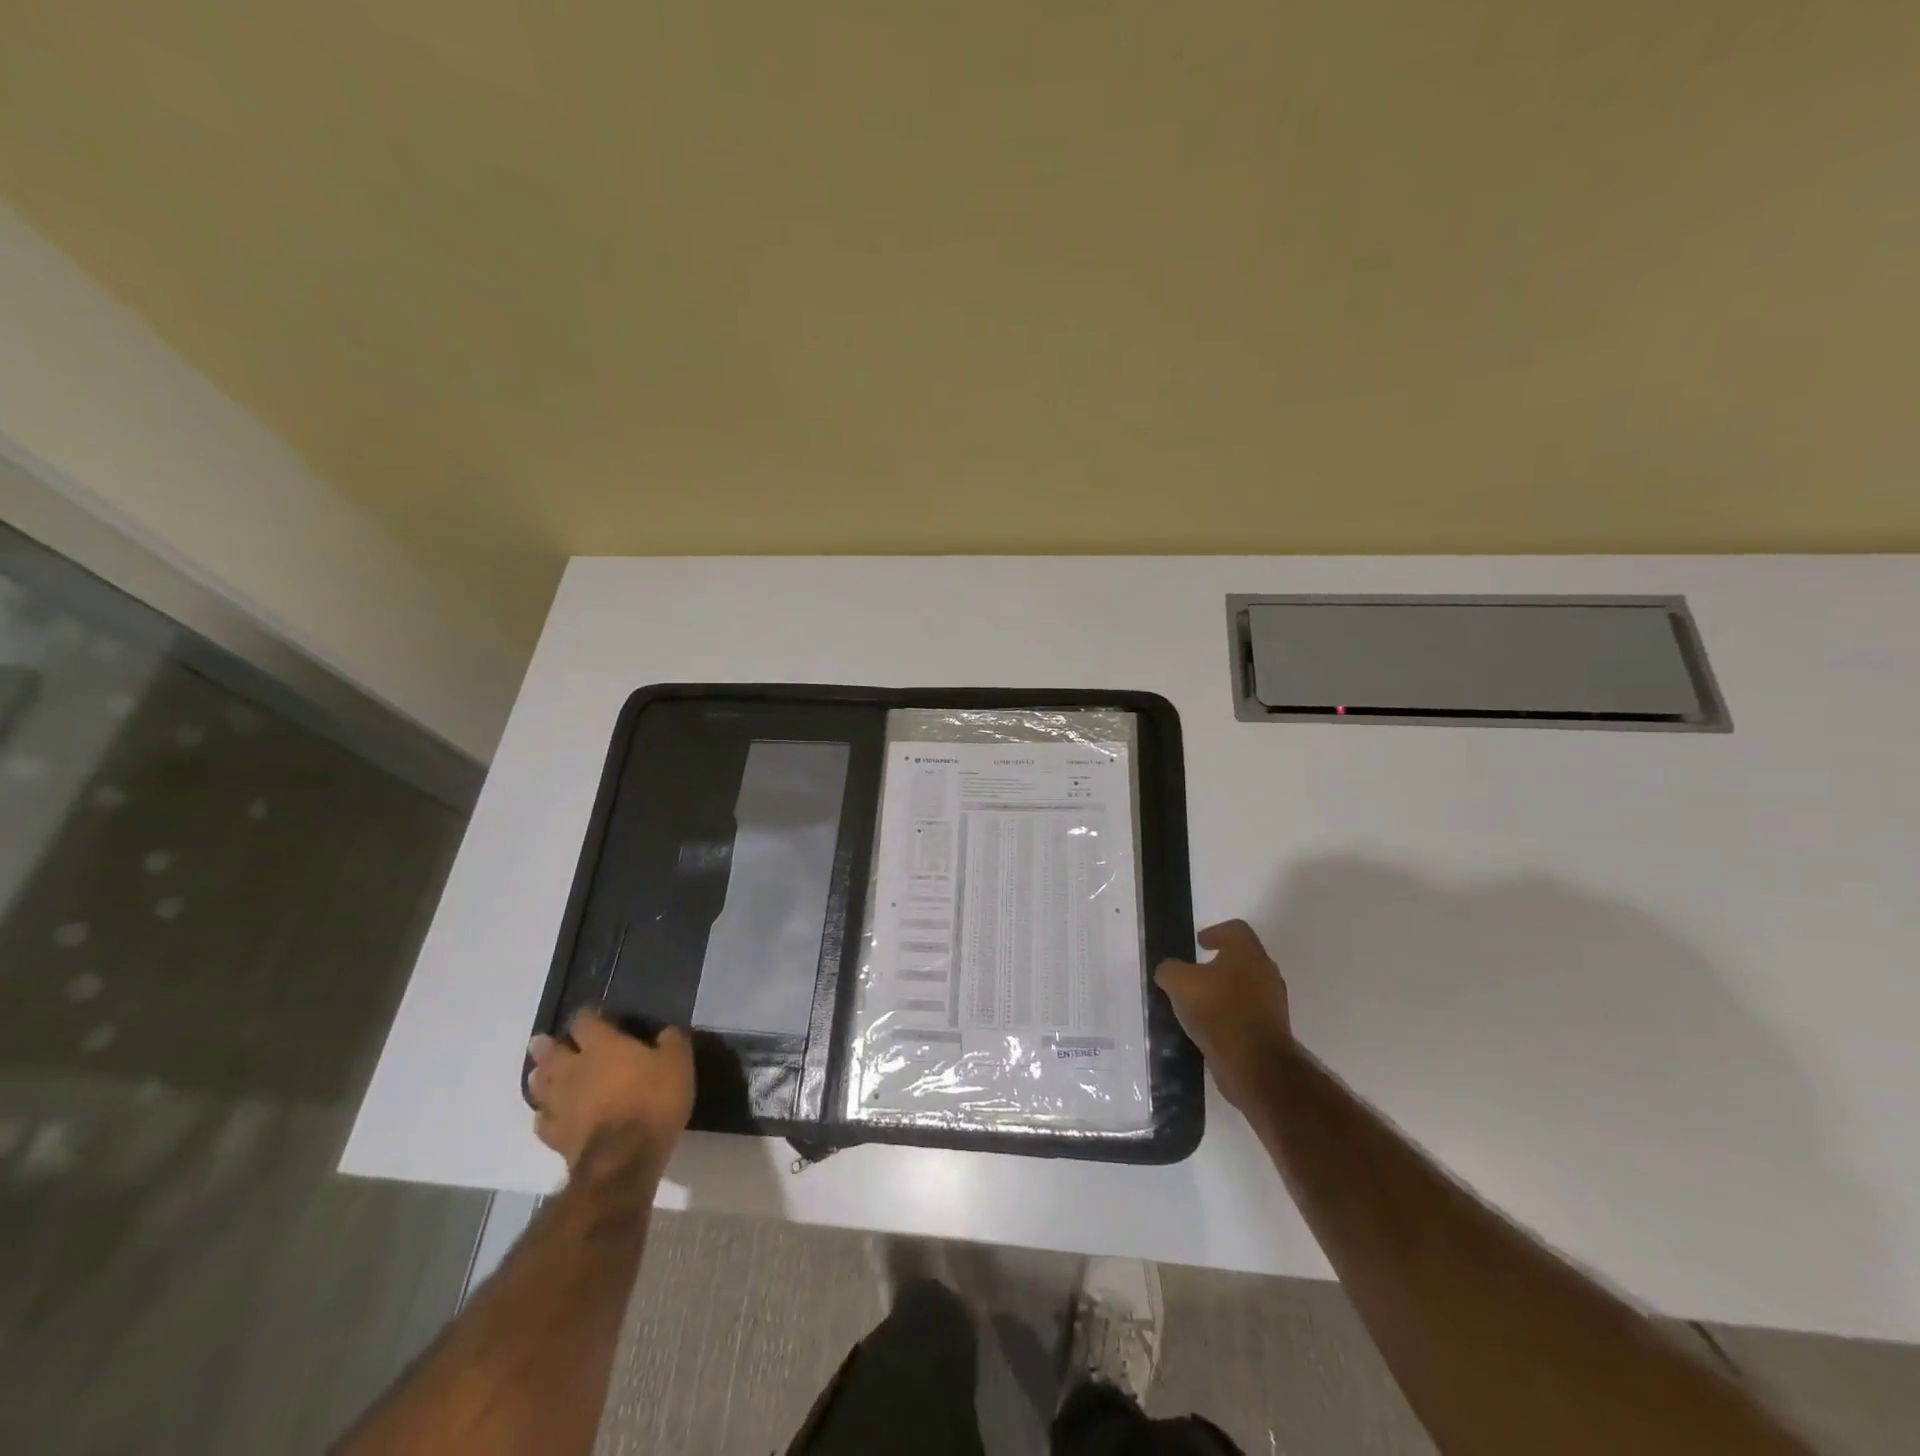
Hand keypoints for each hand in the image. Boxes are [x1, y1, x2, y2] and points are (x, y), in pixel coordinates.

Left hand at [527, 1011, 694, 1176]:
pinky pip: (542, 1120)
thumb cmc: (653, 1101)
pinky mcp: (555, 1136)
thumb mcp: (678, 1062)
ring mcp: (560, 1104)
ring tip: (539, 1074)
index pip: (585, 1021)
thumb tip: (666, 1032)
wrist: (624, 1158)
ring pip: (539, 1085)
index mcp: (602, 1046)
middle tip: (542, 1042)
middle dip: (547, 1045)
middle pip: (551, 1052)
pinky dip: (544, 1114)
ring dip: (540, 1077)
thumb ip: (671, 1041)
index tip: (593, 1015)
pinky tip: (548, 1115)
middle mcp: (574, 1070)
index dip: (587, 1016)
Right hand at [1155, 920, 1292, 1116]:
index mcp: (1248, 953)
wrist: (1256, 1064)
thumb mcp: (1179, 983)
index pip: (1236, 929)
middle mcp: (1266, 972)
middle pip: (1242, 959)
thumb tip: (1169, 970)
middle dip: (1218, 964)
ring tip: (1198, 1004)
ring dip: (1224, 992)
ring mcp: (1273, 1003)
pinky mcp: (1273, 1030)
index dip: (1215, 932)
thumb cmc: (1218, 1011)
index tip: (1199, 943)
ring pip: (1246, 987)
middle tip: (1194, 974)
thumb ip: (1170, 970)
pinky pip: (1248, 1013)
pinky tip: (1210, 1027)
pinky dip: (1231, 1015)